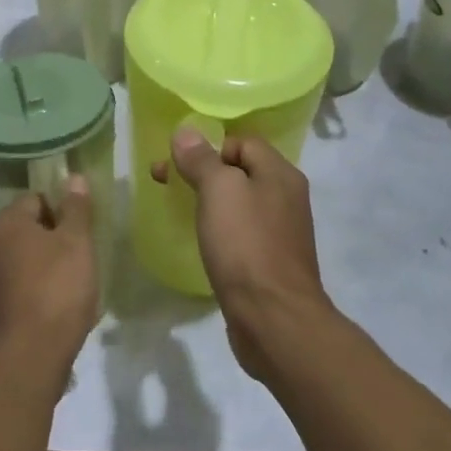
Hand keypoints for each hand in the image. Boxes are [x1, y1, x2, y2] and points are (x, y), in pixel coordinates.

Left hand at [0, 180, 98, 394]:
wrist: (30, 357)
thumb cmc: (57, 289)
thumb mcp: (76, 242)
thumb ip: (76, 208)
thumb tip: (72, 177)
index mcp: (6, 223)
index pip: (36, 199)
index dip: (63, 210)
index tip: (83, 229)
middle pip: (29, 229)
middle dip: (56, 239)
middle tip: (83, 255)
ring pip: (25, 260)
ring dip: (48, 266)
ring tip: (75, 284)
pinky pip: (21, 287)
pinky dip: (39, 291)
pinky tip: (60, 308)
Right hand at [152, 132, 334, 382]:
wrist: (274, 319)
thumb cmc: (246, 245)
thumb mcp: (219, 191)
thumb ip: (201, 159)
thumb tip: (186, 131)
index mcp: (280, 174)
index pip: (241, 142)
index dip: (208, 146)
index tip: (177, 164)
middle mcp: (286, 197)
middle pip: (239, 171)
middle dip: (201, 172)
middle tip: (164, 183)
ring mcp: (280, 232)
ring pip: (239, 203)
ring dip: (209, 202)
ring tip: (179, 211)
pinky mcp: (270, 263)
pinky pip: (241, 233)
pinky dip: (220, 230)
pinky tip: (202, 243)